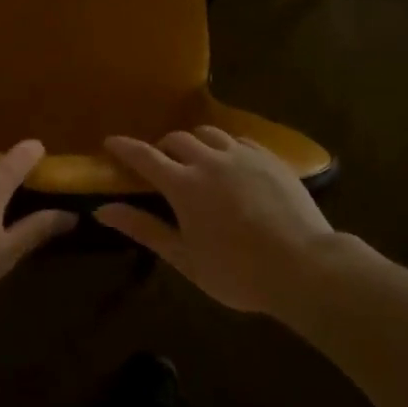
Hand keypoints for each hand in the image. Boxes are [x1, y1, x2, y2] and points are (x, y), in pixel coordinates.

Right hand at [97, 127, 354, 314]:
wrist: (305, 267)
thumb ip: (144, 229)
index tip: (110, 141)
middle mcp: (209, 160)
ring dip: (195, 143)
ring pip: (209, 134)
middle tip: (162, 164)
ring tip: (198, 160)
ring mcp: (242, 155)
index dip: (124, 147)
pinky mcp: (269, 158)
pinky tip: (232, 164)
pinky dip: (226, 147)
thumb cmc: (238, 272)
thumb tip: (102, 210)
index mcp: (184, 185)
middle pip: (177, 139)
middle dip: (163, 147)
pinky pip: (239, 140)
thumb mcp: (185, 259)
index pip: (144, 156)